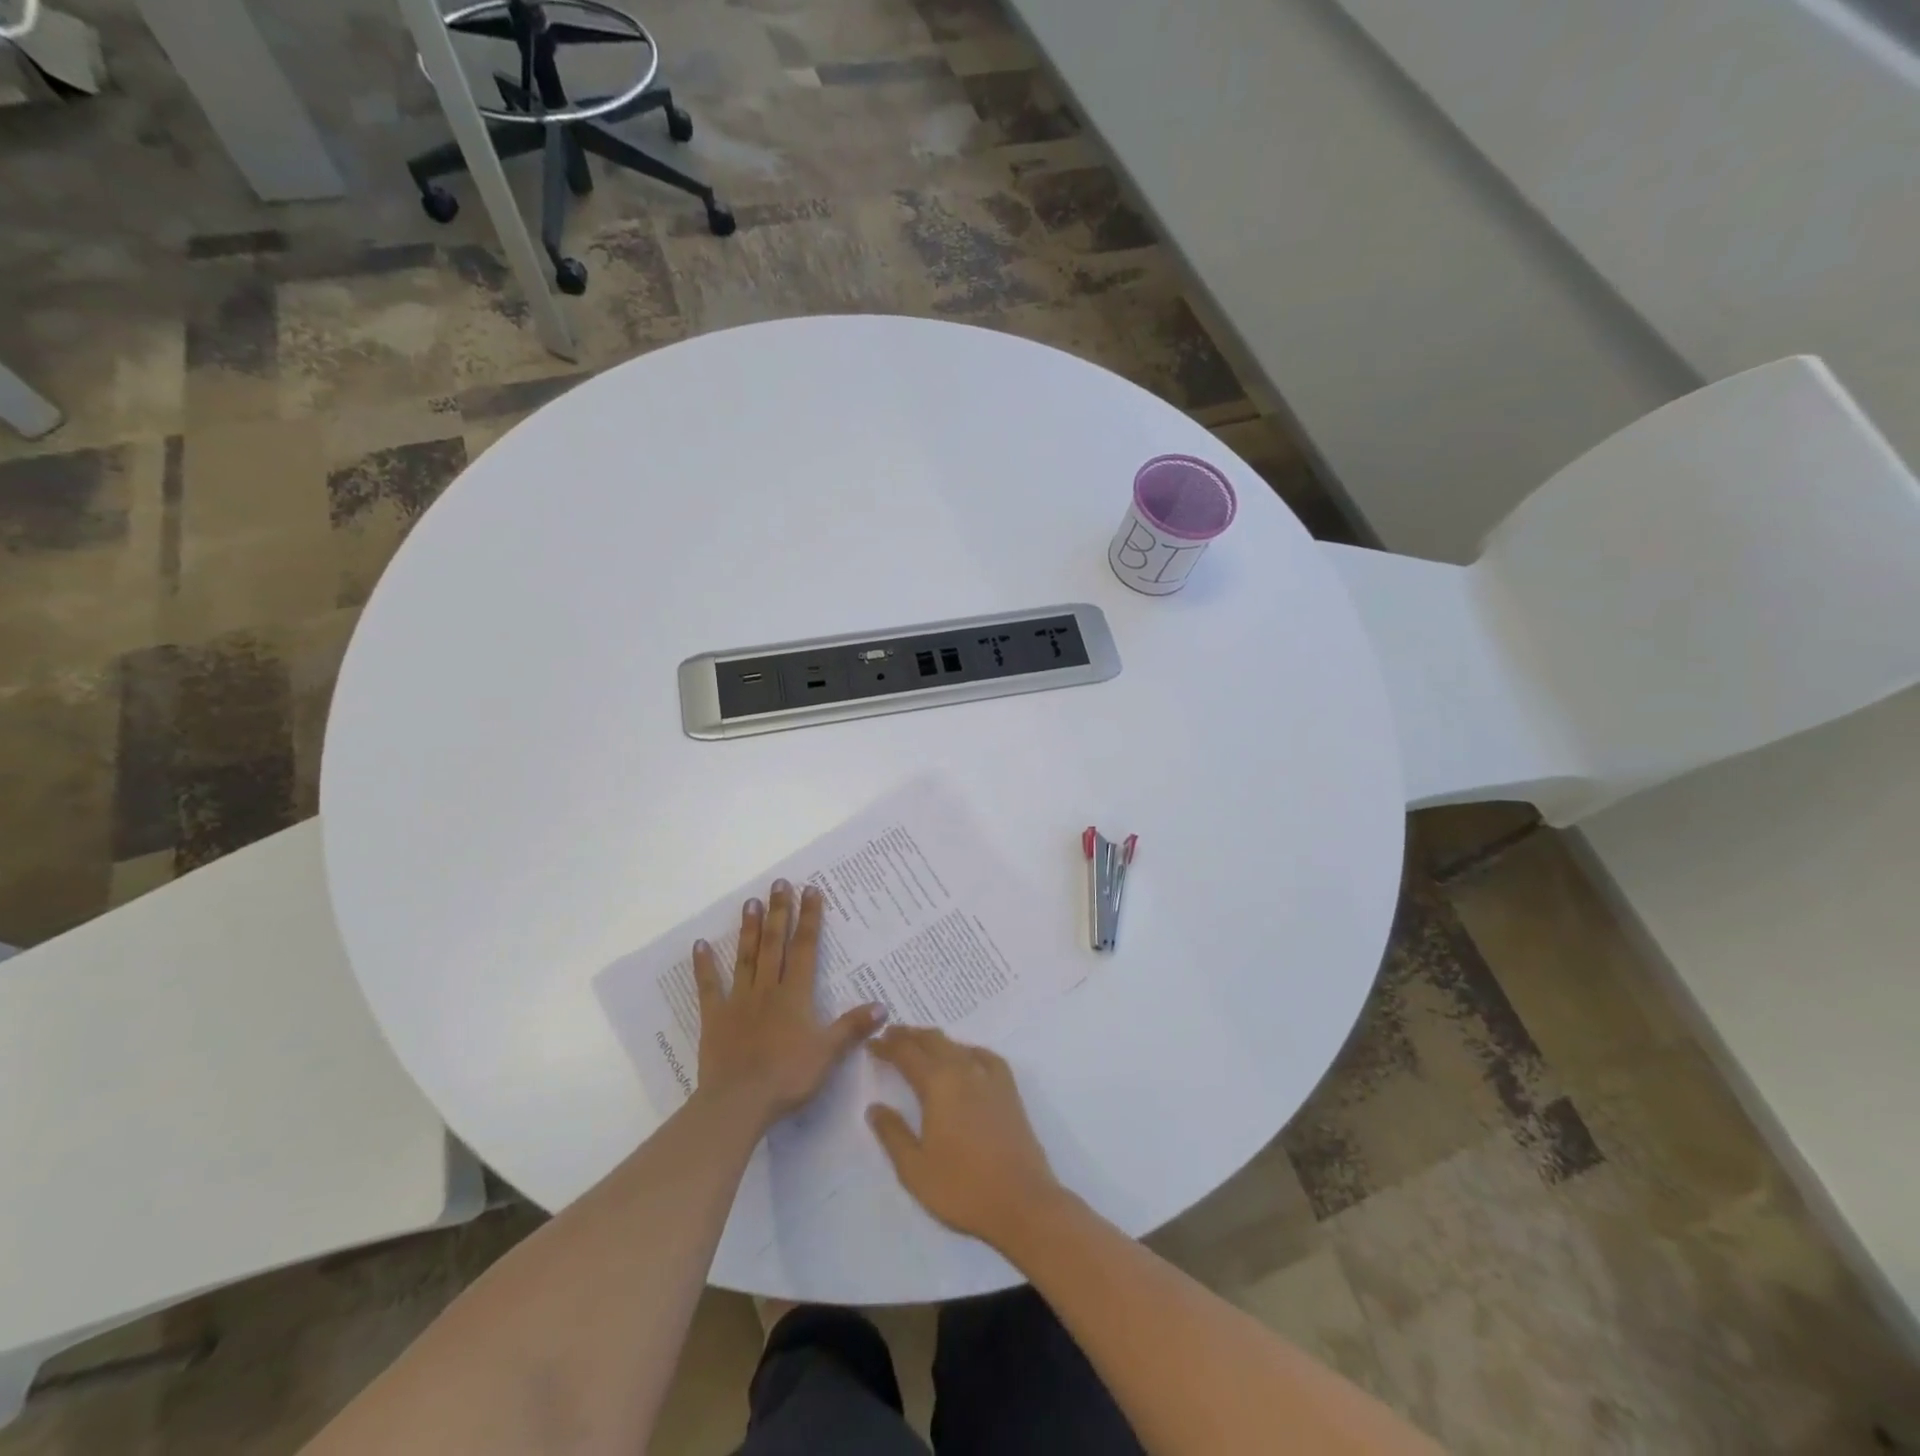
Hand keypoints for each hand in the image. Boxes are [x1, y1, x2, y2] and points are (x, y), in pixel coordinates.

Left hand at [694, 881, 882, 1129]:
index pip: (804, 948)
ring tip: (750, 902)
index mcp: (795, 995)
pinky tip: (699, 945)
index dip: (809, 919)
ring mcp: (738, 1001)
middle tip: (779, 883)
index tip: (811, 890)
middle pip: (774, 944)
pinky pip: (709, 988)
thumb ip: (852, 1027)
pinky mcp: (715, 1019)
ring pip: (746, 958)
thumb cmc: (788, 1077)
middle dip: (779, 912)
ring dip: (750, 930)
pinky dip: (704, 966)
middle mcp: (767, 989)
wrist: (739, 1103)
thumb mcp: (828, 1053)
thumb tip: (882, 1006)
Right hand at [867, 1027, 1064, 1249]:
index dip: (887, 1046)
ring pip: (957, 1045)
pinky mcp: (1009, 1090)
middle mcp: (964, 1070)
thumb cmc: (962, 1188)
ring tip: (920, 1044)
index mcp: (938, 1084)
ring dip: (935, 1041)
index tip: (872, 1042)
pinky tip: (966, 1057)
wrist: (1022, 1202)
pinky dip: (967, 1050)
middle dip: (909, 1035)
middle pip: (933, 1041)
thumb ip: (892, 1134)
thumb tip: (875, 1107)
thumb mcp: (914, 1168)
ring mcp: (990, 1078)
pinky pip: (984, 1056)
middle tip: (890, 1034)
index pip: (907, 1054)